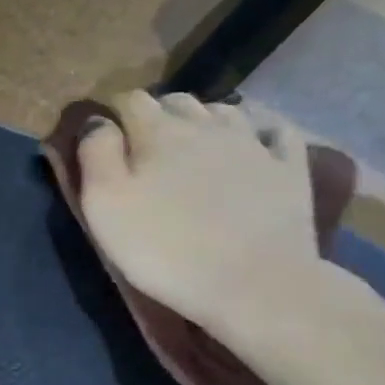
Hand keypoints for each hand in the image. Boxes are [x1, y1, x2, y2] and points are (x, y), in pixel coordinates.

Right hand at [77, 93, 319, 338]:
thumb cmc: (164, 248)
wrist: (253, 284)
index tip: (104, 137)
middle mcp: (207, 125)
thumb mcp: (104, 205)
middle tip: (145, 148)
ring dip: (204, 121)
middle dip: (158, 115)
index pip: (130, 99)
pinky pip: (275, 133)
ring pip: (224, 111)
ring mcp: (254, 144)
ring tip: (193, 147)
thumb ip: (95, 153)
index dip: (114, 113)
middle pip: (177, 101)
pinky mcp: (289, 169)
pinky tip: (253, 145)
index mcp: (158, 132)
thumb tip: (98, 121)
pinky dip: (259, 132)